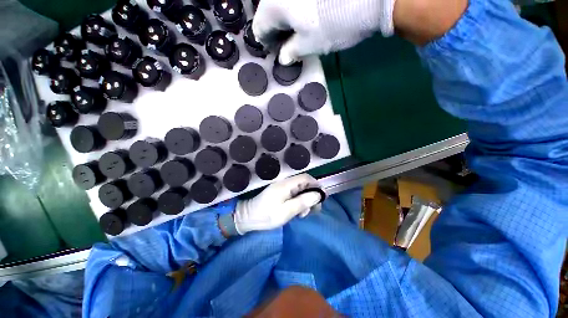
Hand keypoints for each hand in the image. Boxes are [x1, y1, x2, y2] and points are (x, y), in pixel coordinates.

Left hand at [234, 174, 323, 234]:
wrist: (247, 218)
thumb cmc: (266, 215)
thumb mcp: (286, 211)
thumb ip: (302, 202)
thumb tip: (318, 195)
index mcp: (286, 184)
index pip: (306, 178)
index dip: (316, 186)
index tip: (321, 198)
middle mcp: (285, 183)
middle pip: (304, 184)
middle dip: (311, 196)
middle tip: (312, 211)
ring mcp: (282, 188)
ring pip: (300, 190)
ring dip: (305, 201)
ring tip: (302, 214)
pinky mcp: (280, 193)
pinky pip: (294, 194)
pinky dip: (298, 202)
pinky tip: (297, 212)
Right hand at [253, 0, 395, 64]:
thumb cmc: (331, 24)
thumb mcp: (308, 46)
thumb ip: (290, 52)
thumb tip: (283, 58)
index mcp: (272, 5)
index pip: (259, 28)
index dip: (268, 44)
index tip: (279, 52)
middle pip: (269, 15)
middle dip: (278, 32)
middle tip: (290, 45)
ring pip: (283, 6)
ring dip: (288, 21)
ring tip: (301, 32)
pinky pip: (295, 0)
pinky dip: (298, 11)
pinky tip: (308, 18)